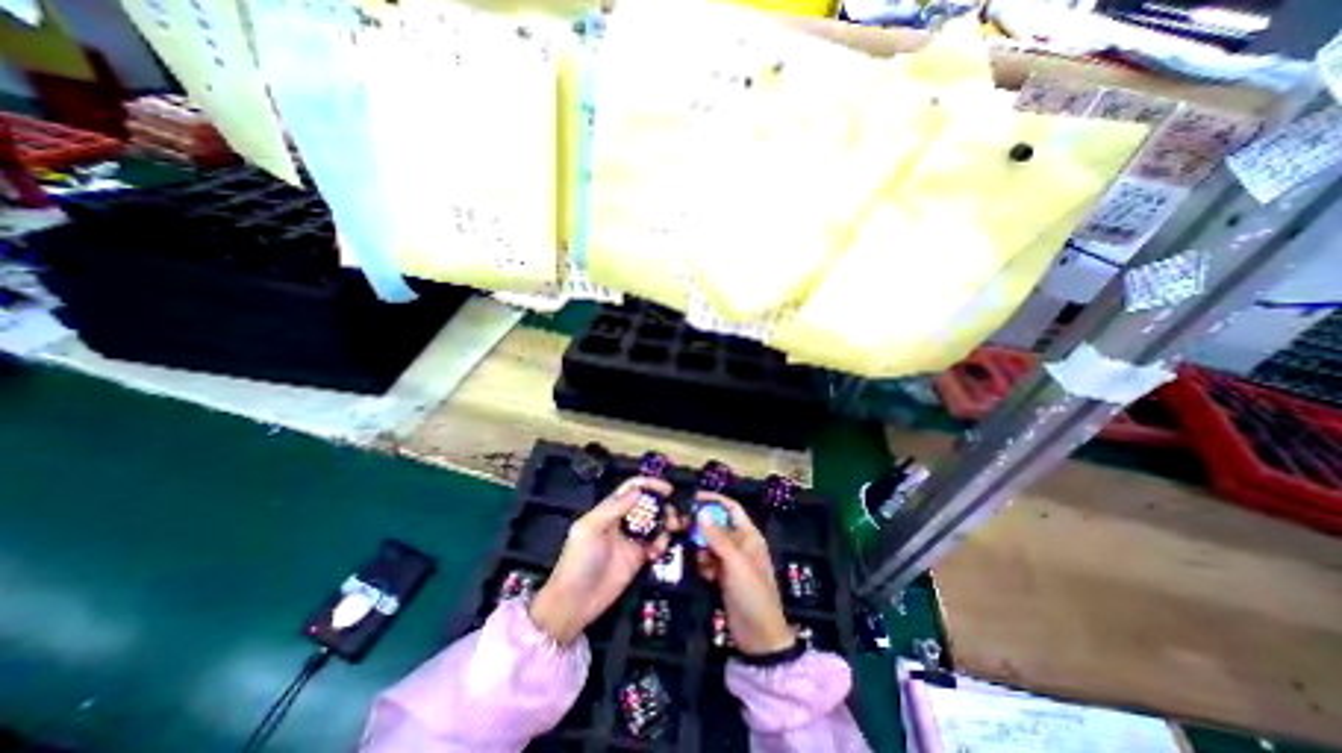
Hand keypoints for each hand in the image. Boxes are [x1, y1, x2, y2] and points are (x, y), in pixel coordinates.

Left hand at [529, 479, 677, 644]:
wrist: (575, 602)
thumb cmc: (578, 561)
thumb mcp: (591, 529)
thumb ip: (614, 508)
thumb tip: (639, 491)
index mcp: (609, 510)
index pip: (632, 488)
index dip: (649, 484)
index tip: (667, 490)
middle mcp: (623, 521)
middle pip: (648, 505)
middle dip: (663, 507)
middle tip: (673, 517)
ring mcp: (632, 539)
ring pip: (655, 524)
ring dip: (666, 525)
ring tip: (670, 533)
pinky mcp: (638, 558)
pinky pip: (656, 544)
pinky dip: (661, 544)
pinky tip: (656, 554)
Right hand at [699, 492, 789, 655]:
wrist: (759, 638)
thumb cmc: (752, 594)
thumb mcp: (735, 563)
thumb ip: (718, 537)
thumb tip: (702, 510)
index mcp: (749, 535)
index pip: (731, 508)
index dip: (714, 500)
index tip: (692, 497)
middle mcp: (740, 544)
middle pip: (717, 524)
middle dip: (702, 526)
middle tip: (682, 527)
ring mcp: (731, 561)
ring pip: (710, 543)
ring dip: (702, 549)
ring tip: (702, 563)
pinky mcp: (723, 576)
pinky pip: (708, 560)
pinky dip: (704, 565)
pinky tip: (707, 577)